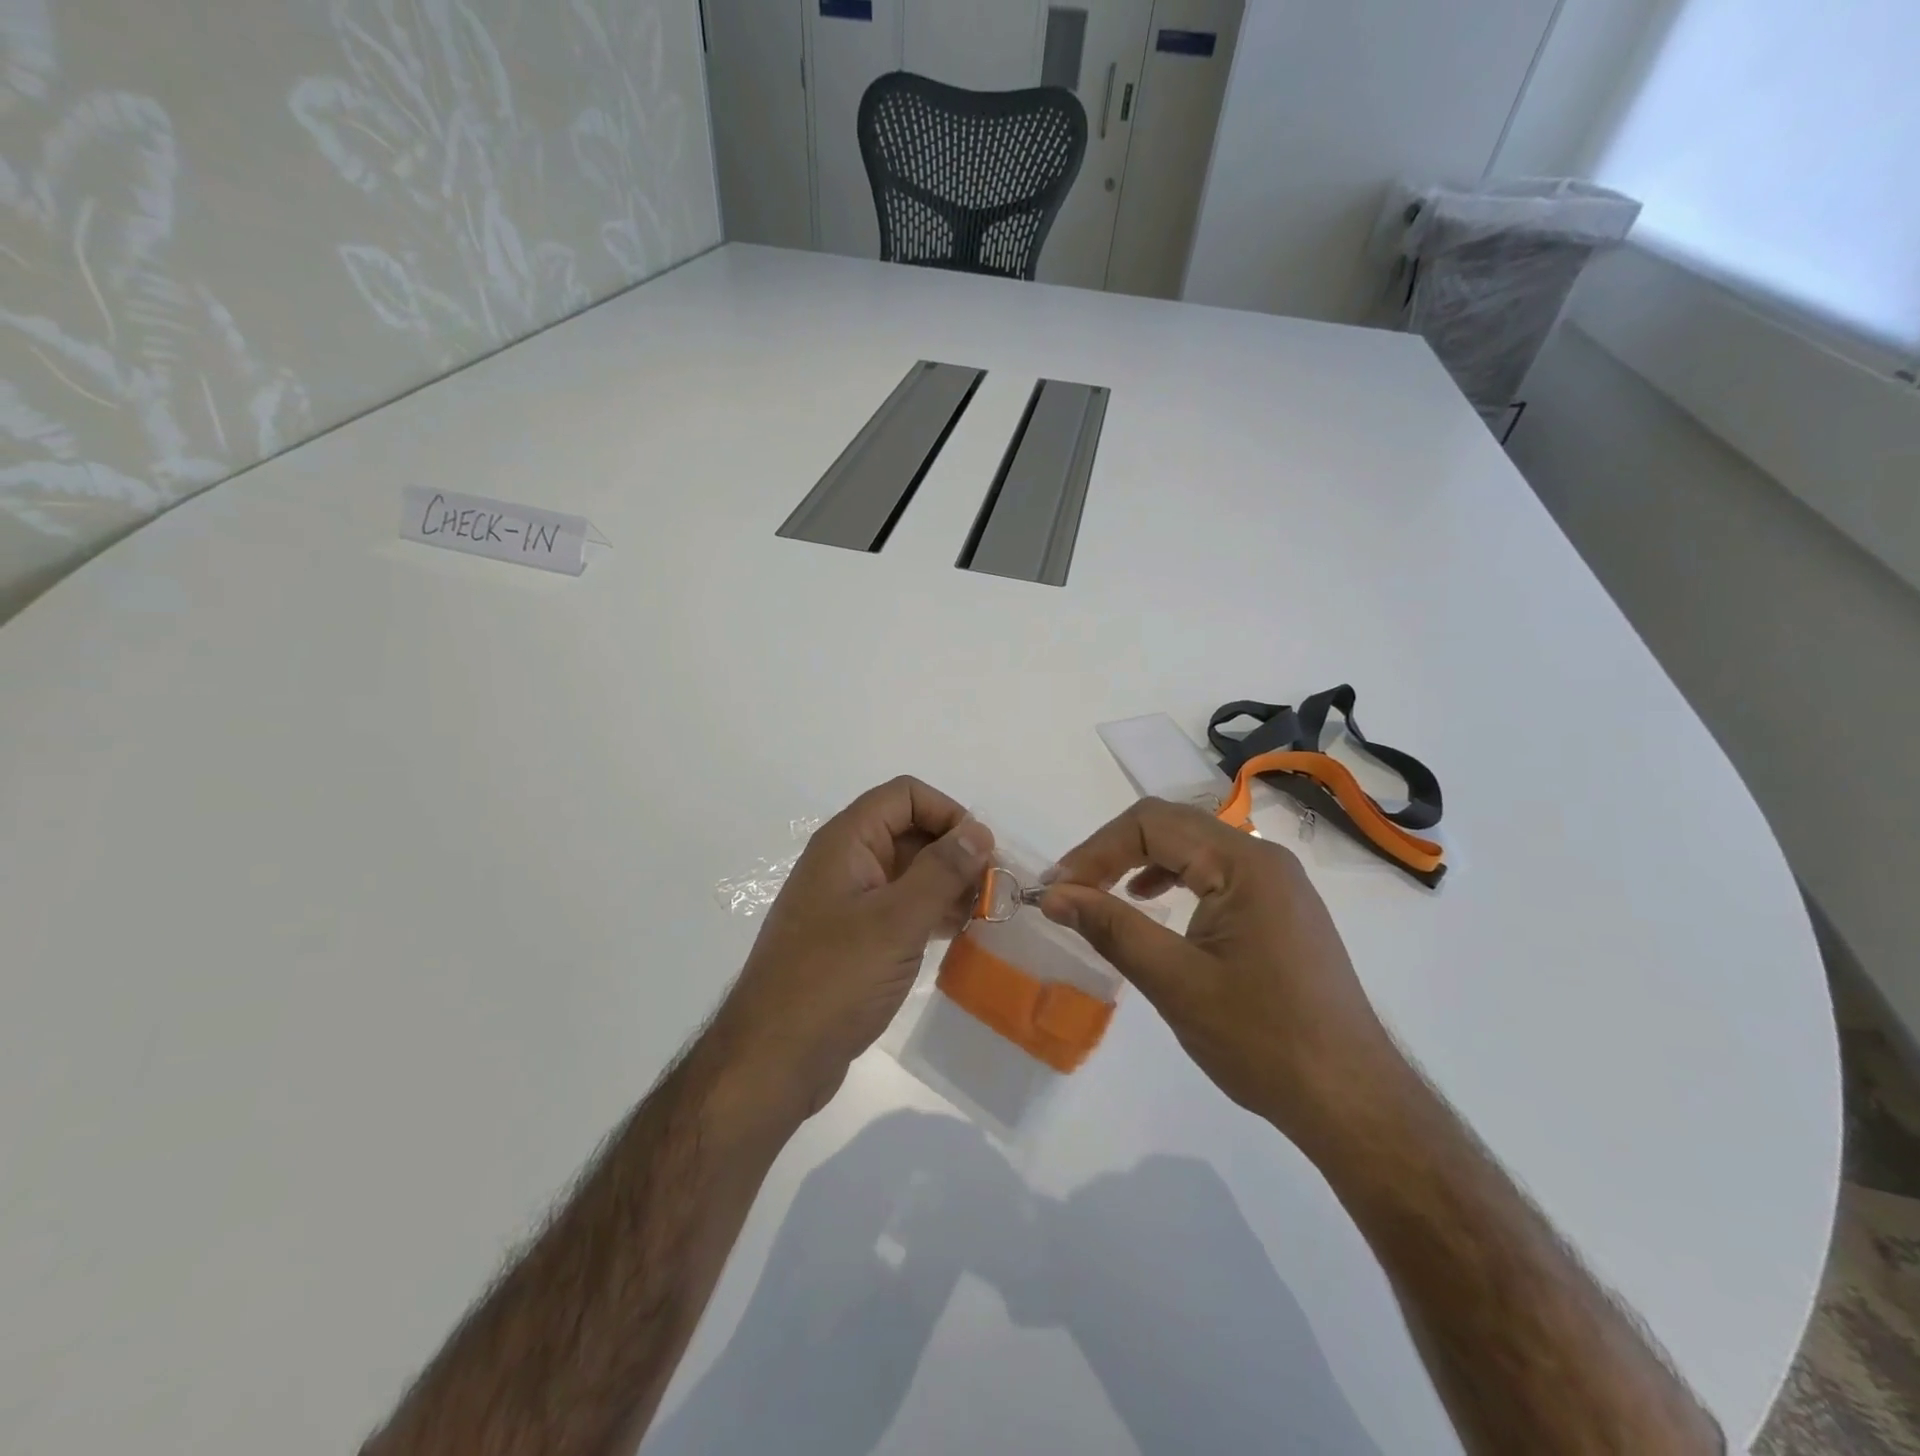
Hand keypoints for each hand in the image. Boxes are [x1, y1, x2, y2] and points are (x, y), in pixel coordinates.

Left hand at [714, 777, 993, 1118]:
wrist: (774, 1059)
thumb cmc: (834, 980)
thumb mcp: (896, 921)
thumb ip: (941, 871)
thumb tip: (977, 831)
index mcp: (846, 842)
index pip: (905, 796)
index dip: (947, 812)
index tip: (982, 853)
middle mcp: (845, 863)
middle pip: (908, 831)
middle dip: (953, 852)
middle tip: (992, 890)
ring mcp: (847, 902)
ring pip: (907, 872)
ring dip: (946, 885)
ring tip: (983, 915)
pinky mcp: (852, 939)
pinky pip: (899, 908)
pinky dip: (930, 913)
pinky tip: (957, 935)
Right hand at [1039, 798, 1400, 1149]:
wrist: (1352, 1101)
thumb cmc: (1263, 1040)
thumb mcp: (1176, 982)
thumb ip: (1112, 928)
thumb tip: (1054, 895)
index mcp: (1244, 864)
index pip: (1151, 824)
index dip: (1095, 851)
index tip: (1056, 890)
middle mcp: (1263, 858)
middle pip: (1171, 826)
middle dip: (1112, 852)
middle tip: (1069, 890)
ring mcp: (1276, 883)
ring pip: (1191, 846)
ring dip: (1139, 861)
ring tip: (1101, 895)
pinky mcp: (1278, 909)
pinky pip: (1213, 872)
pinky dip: (1171, 878)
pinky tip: (1151, 904)